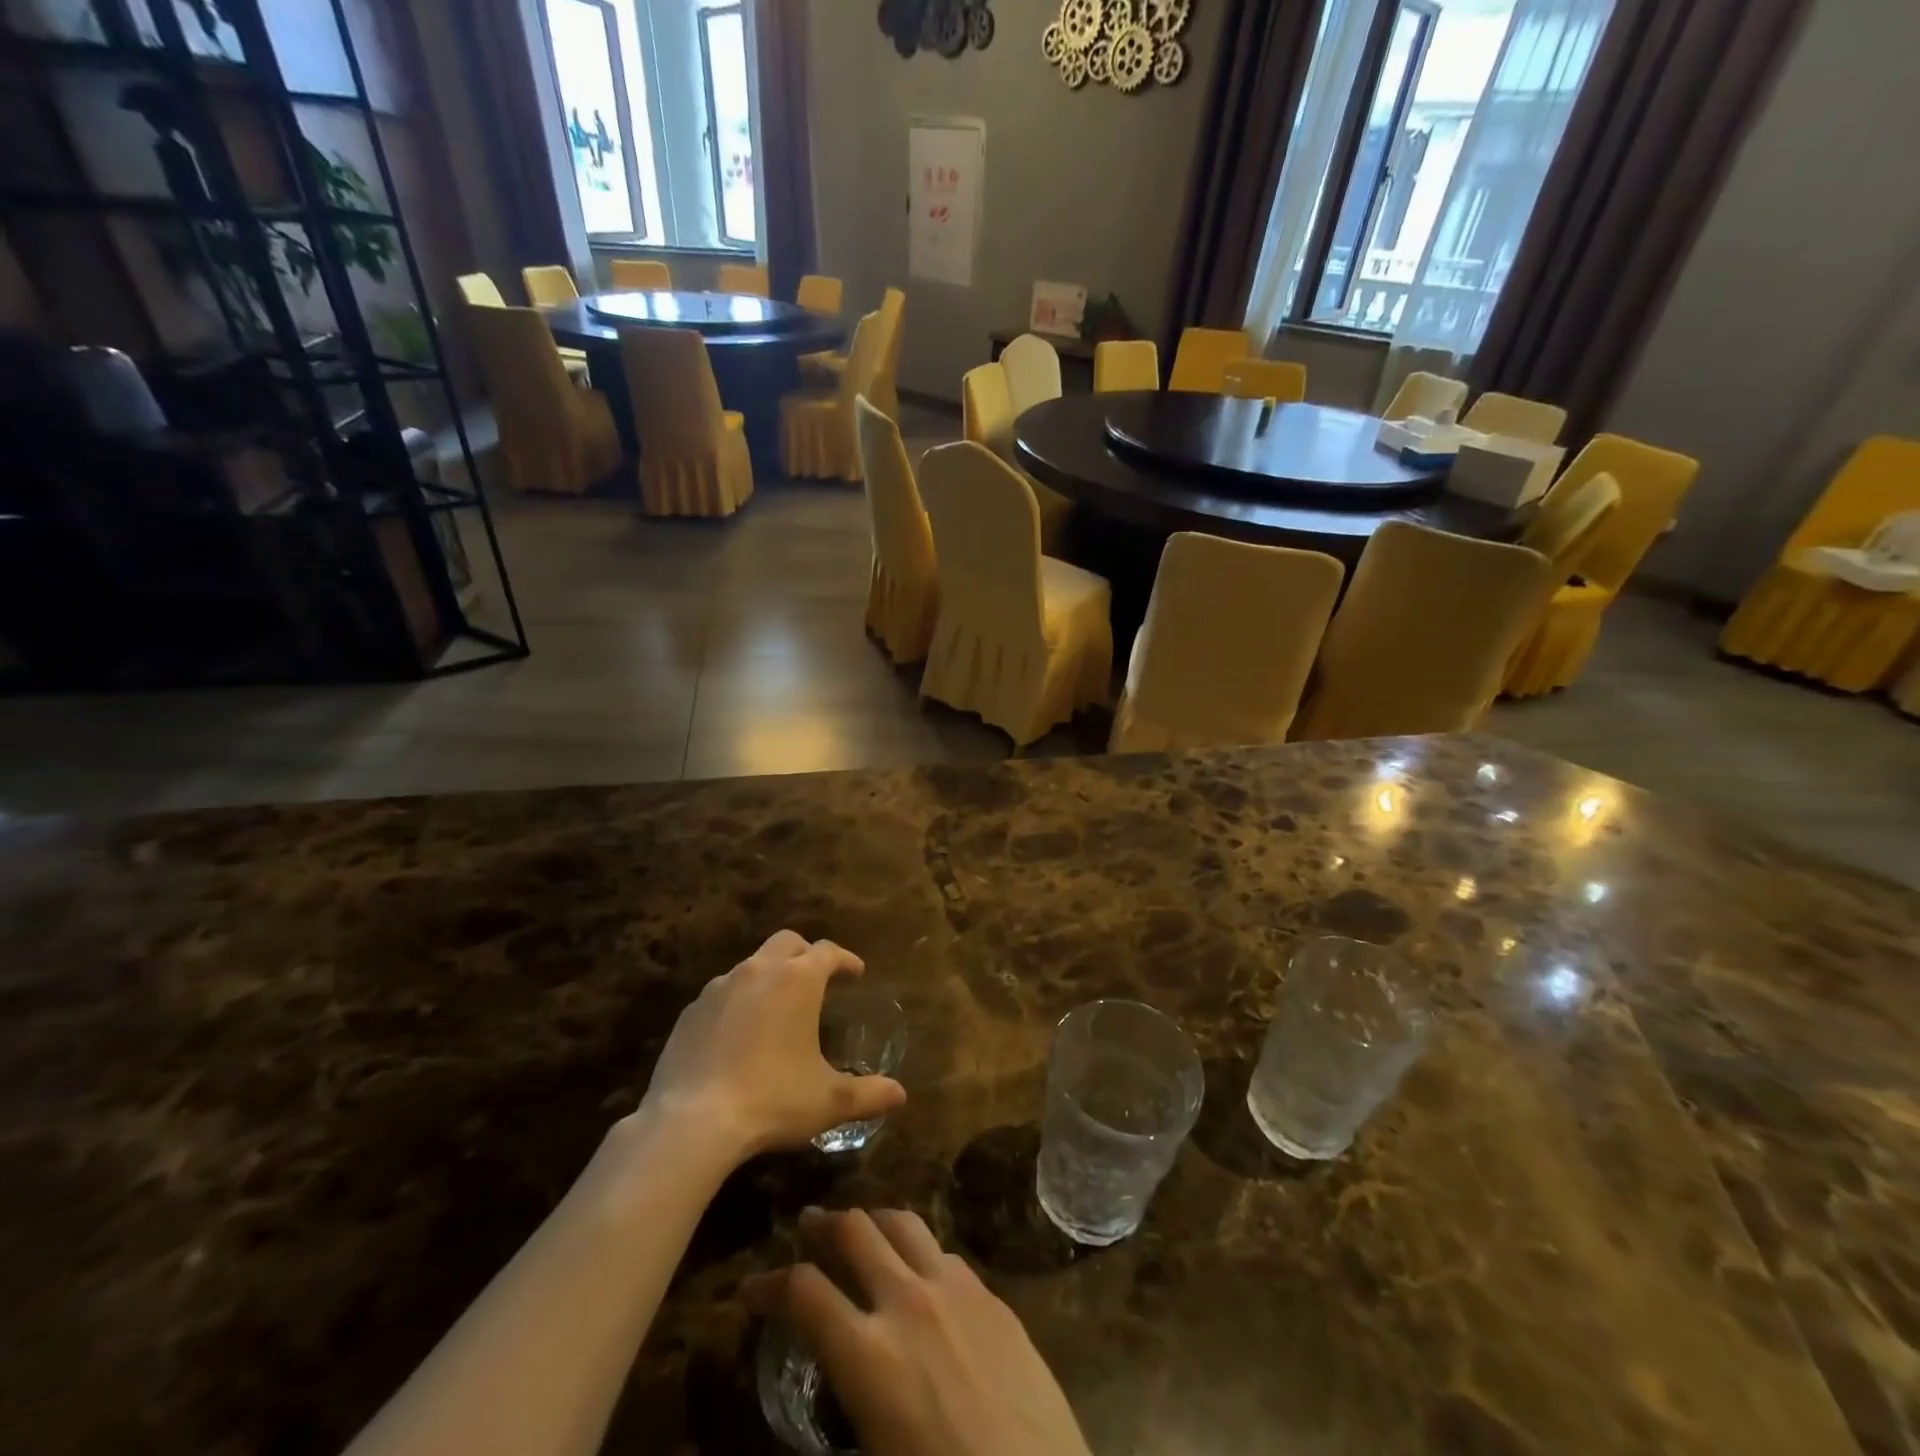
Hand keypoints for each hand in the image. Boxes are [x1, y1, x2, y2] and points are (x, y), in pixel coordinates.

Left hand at [639, 931, 905, 1159]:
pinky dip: (738, 1002)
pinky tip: (739, 1035)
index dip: (845, 959)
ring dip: (770, 976)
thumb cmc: (771, 1100)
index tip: (856, 972)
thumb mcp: (827, 1100)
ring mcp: (718, 988)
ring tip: (779, 1008)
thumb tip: (900, 1095)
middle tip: (818, 978)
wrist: (691, 1123)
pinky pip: (722, 994)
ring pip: (751, 965)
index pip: (828, 952)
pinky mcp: (690, 1012)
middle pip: (787, 942)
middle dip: (807, 953)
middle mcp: (758, 971)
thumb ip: (867, 1094)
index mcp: (797, 980)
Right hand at [746, 1208, 1090, 1455]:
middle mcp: (908, 1301)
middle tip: (807, 1225)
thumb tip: (829, 1369)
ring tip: (860, 1227)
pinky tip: (919, 1268)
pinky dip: (918, 1249)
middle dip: (823, 1224)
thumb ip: (846, 1397)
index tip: (751, 1287)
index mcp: (869, 1355)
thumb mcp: (875, 1451)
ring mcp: (955, 1288)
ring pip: (903, 1222)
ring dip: (873, 1220)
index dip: (768, 1284)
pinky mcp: (991, 1293)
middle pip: (855, 1230)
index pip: (803, 1293)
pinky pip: (944, 1250)